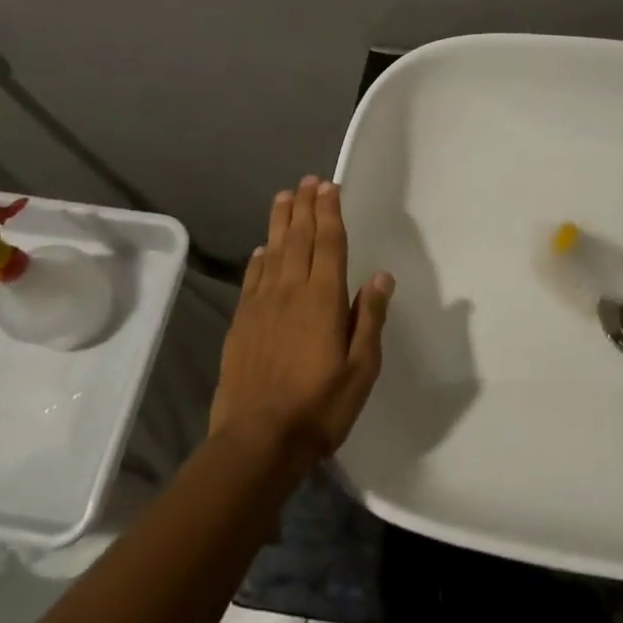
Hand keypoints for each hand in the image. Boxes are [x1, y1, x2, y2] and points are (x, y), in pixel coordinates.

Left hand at [209, 176, 394, 463]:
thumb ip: (369, 319)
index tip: (330, 186)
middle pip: (298, 239)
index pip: (328, 244)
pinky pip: (252, 279)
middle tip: (309, 181)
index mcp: (322, 300)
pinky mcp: (241, 323)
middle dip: (305, 207)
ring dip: (280, 222)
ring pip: (272, 252)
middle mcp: (290, 292)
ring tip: (285, 197)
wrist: (257, 441)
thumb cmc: (319, 407)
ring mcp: (261, 306)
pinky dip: (259, 259)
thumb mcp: (361, 369)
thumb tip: (381, 277)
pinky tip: (262, 250)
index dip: (329, 213)